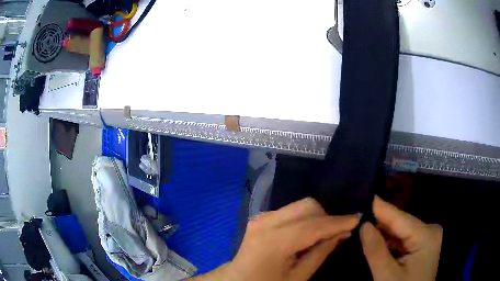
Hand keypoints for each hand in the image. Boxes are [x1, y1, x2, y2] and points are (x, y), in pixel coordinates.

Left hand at [191, 198, 358, 280]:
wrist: (238, 280)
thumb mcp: (298, 276)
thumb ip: (321, 252)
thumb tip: (344, 232)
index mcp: (273, 242)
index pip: (313, 226)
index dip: (338, 222)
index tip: (357, 219)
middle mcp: (265, 222)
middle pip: (308, 206)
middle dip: (326, 217)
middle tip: (338, 232)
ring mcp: (261, 217)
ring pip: (300, 206)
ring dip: (316, 217)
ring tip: (323, 234)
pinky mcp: (261, 217)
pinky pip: (290, 210)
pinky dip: (304, 218)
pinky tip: (306, 233)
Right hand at [360, 196, 442, 280]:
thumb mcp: (386, 276)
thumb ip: (376, 251)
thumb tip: (364, 225)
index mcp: (426, 236)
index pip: (400, 218)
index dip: (381, 207)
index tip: (365, 194)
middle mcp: (430, 230)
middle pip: (401, 224)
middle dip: (380, 221)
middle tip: (358, 215)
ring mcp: (427, 238)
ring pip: (401, 232)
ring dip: (383, 232)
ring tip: (362, 224)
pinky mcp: (422, 245)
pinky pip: (403, 239)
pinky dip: (389, 241)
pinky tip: (375, 239)